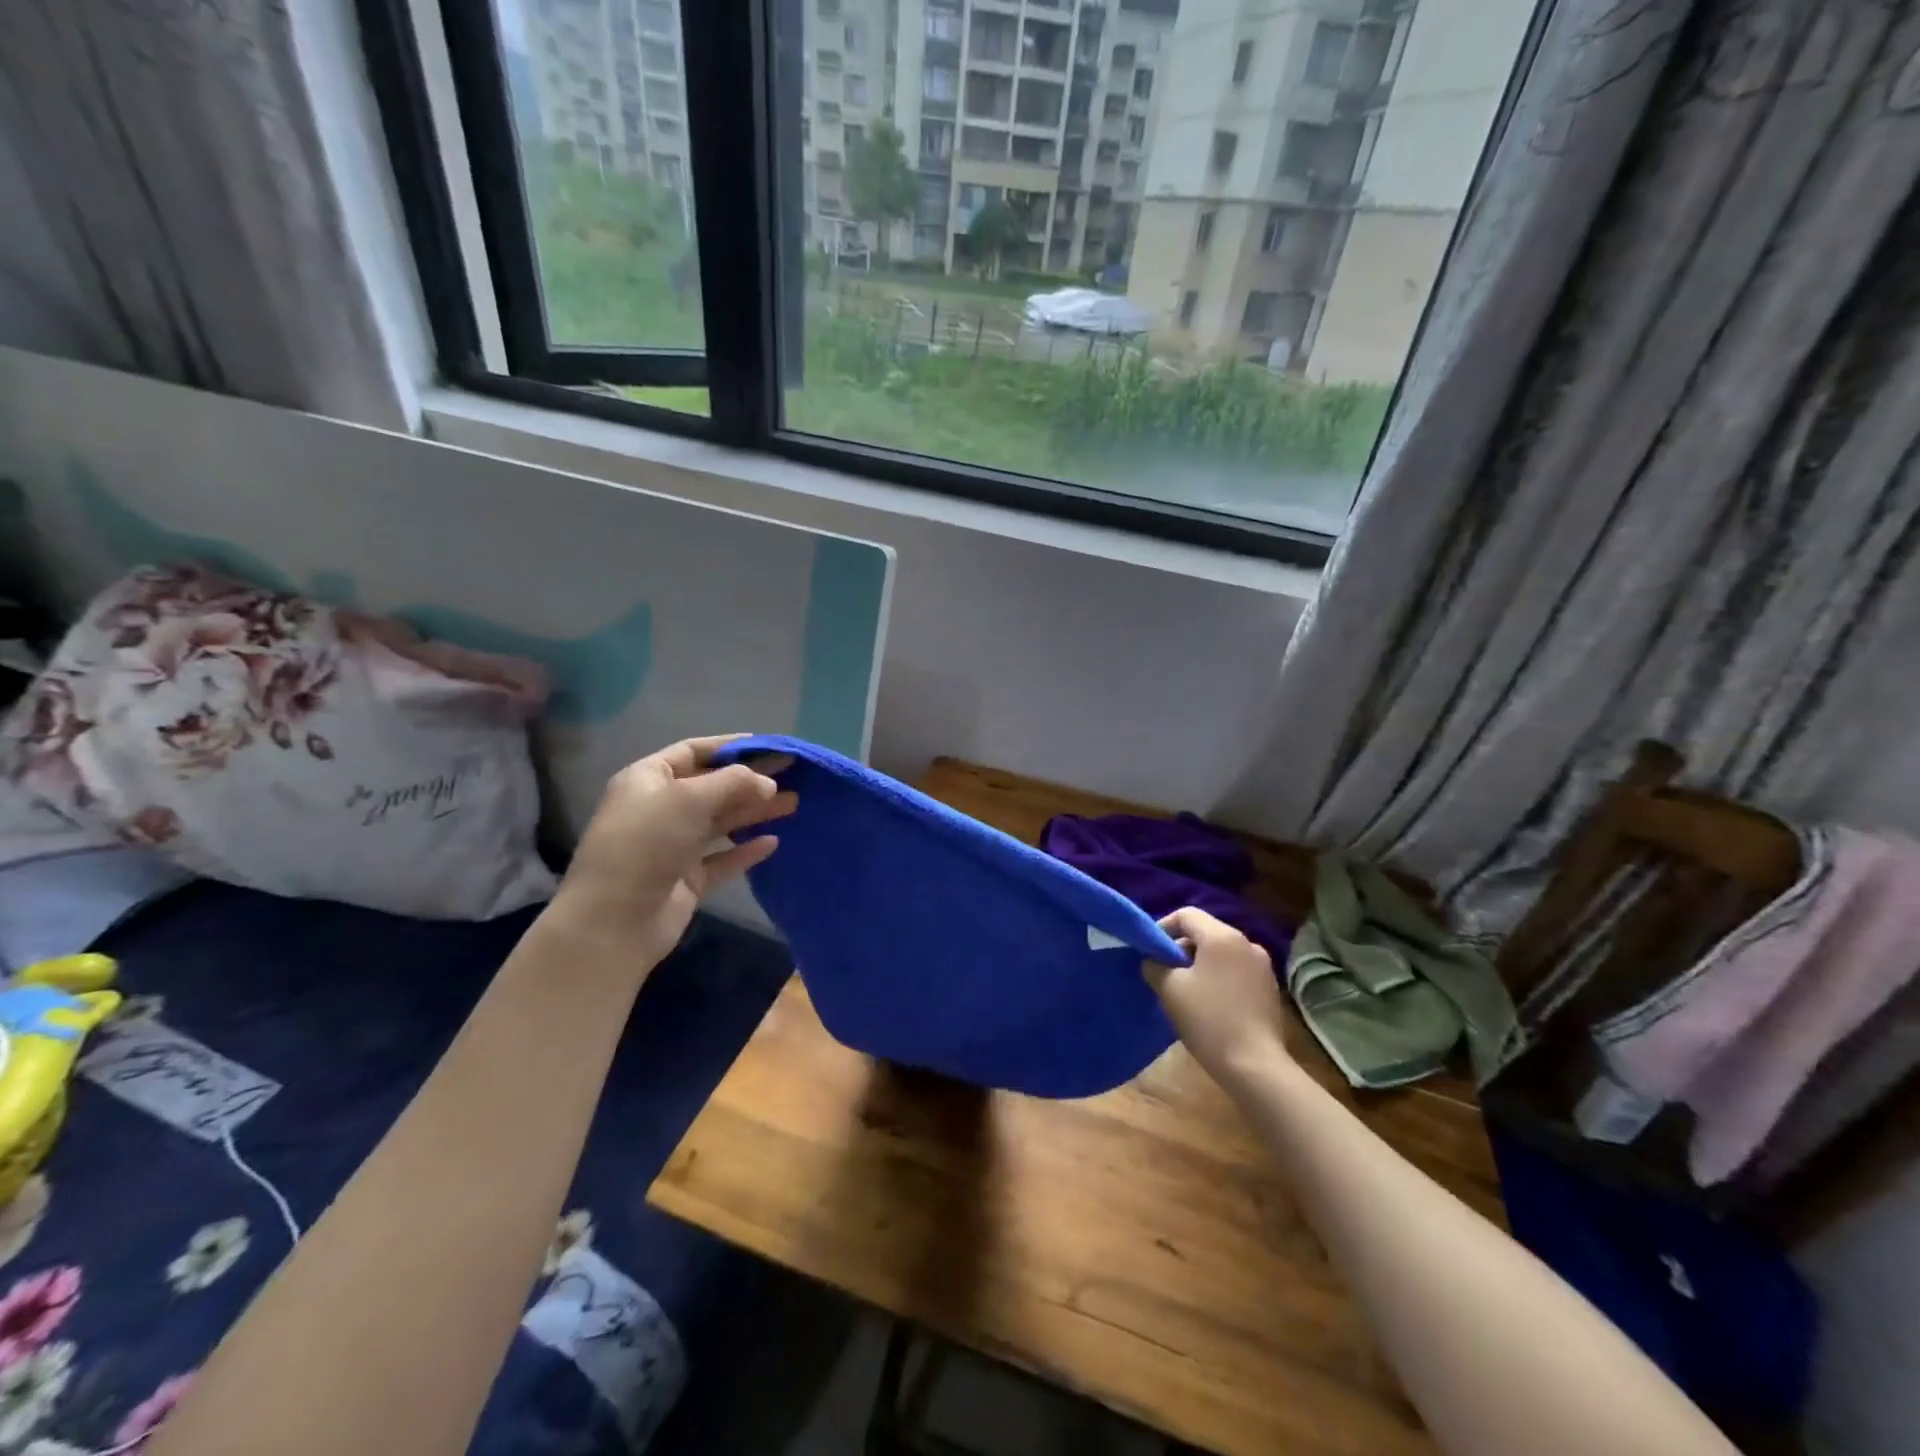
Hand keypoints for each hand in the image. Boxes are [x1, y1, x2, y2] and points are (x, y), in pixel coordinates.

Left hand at [552, 735, 797, 964]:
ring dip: (755, 811)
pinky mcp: (687, 879)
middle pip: (712, 787)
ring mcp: (673, 846)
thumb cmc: (647, 843)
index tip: (769, 746)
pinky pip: (723, 858)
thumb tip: (767, 784)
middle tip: (792, 774)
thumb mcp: (689, 799)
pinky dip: (746, 850)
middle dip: (750, 780)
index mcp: (648, 780)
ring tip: (793, 803)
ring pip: (721, 822)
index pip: (693, 752)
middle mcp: (660, 809)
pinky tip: (773, 842)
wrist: (614, 919)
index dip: (730, 747)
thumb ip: (734, 783)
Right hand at [1144, 908, 1288, 1084]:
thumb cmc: (1209, 1020)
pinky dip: (1219, 978)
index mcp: (1223, 937)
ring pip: (1221, 953)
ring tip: (1185, 991)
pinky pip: (1236, 971)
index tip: (1150, 952)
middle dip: (1181, 949)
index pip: (1186, 915)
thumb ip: (1155, 965)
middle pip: (1205, 932)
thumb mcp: (1170, 989)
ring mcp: (1263, 967)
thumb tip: (1153, 961)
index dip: (1163, 928)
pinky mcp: (1270, 989)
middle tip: (1164, 974)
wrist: (1255, 1066)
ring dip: (1200, 965)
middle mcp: (1247, 943)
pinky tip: (1210, 1004)